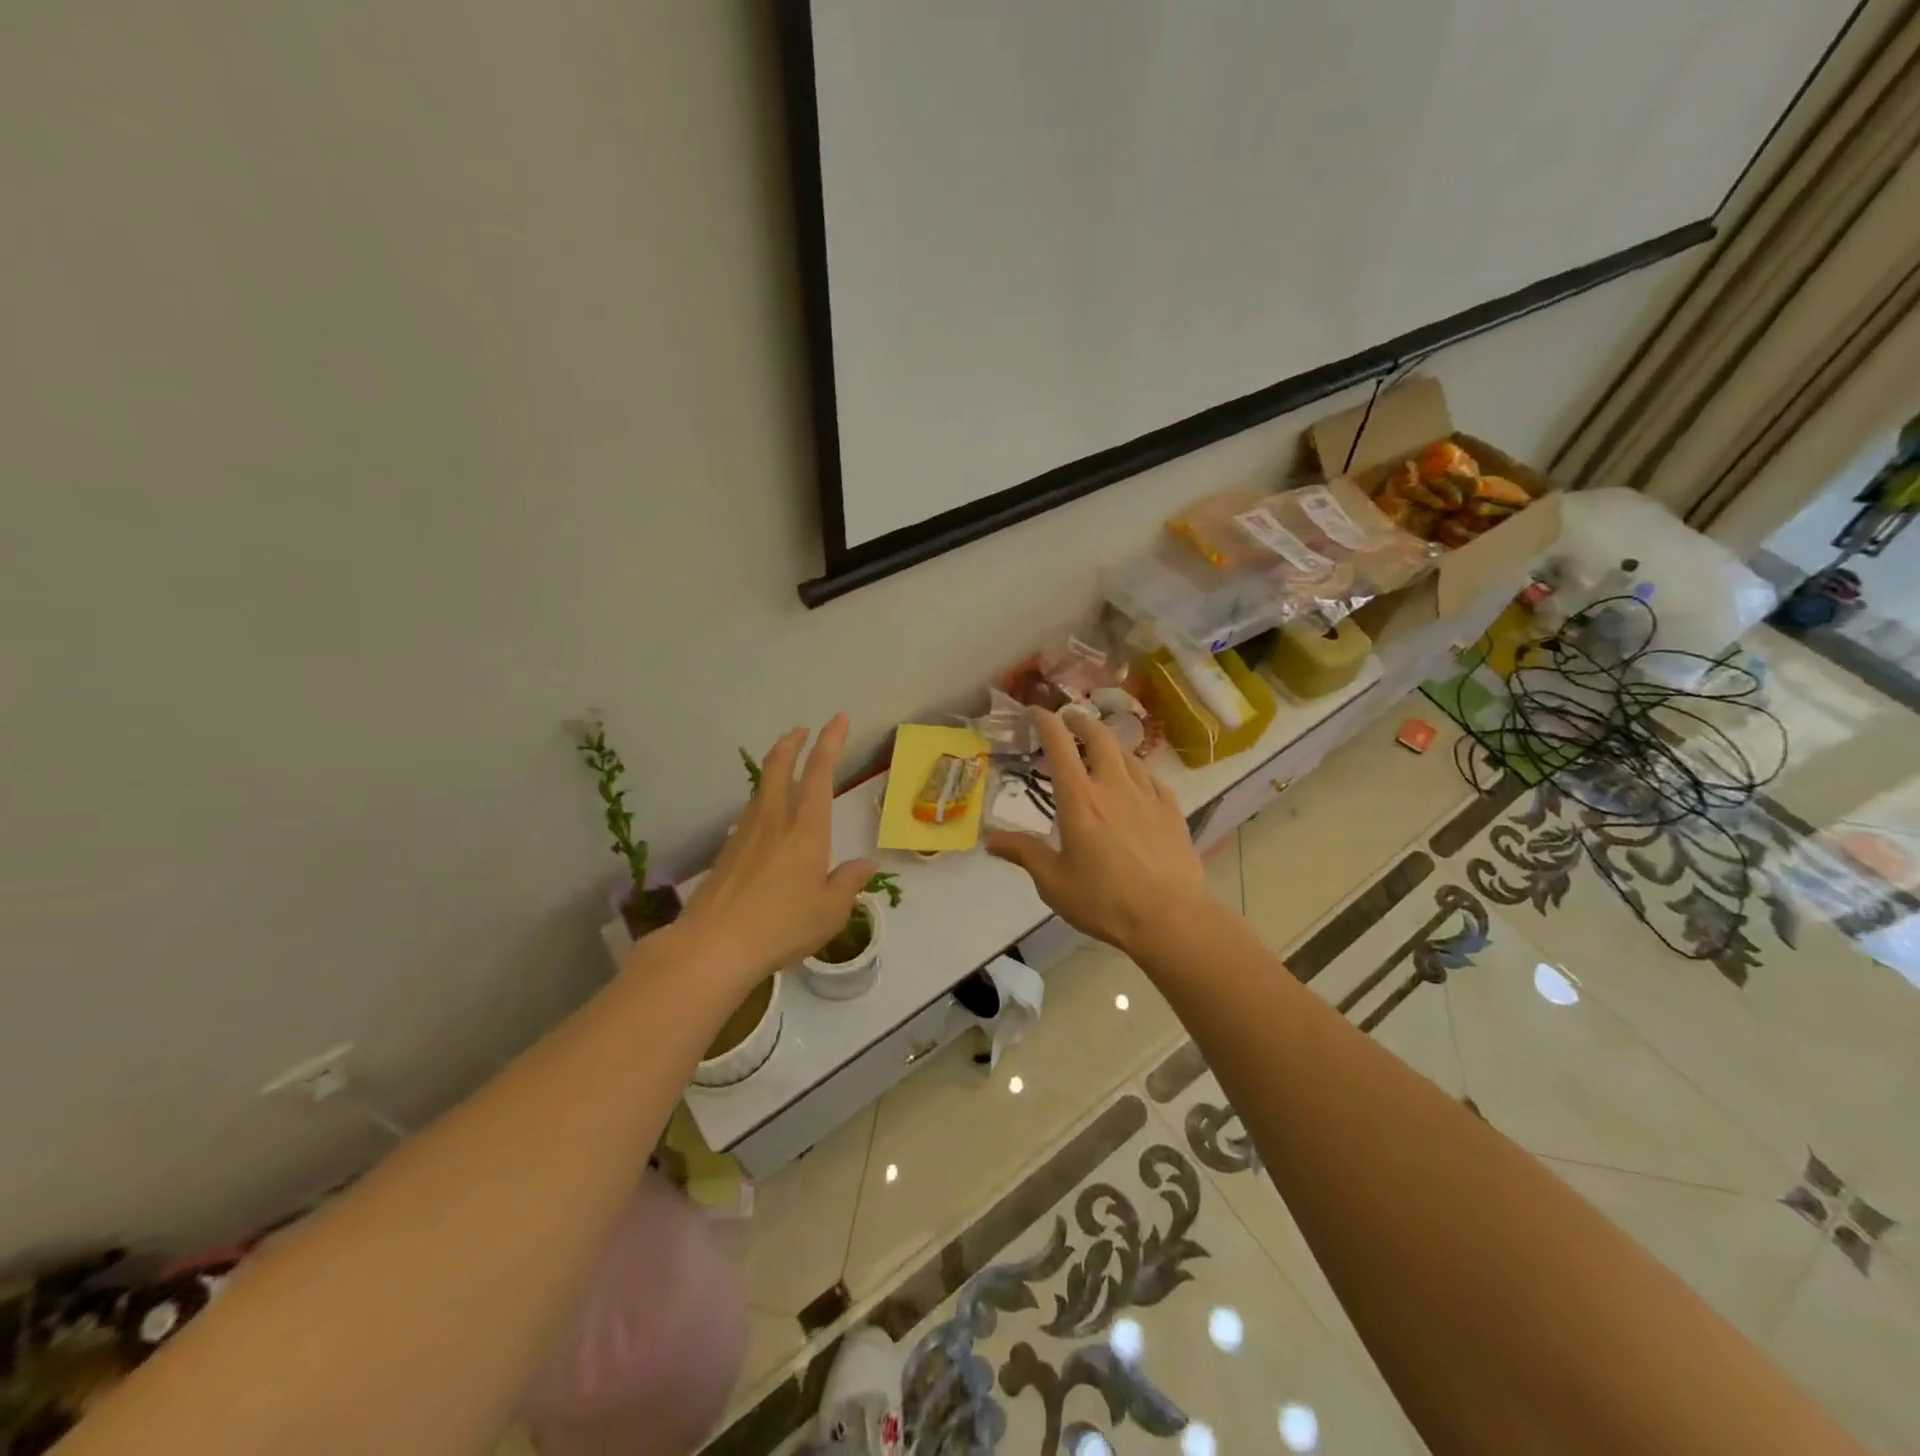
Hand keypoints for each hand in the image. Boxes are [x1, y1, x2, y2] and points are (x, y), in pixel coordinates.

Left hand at [676, 715, 877, 988]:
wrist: (714, 945)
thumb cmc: (782, 926)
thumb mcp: (831, 911)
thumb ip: (849, 882)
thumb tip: (866, 863)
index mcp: (807, 829)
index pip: (820, 773)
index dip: (830, 741)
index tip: (837, 719)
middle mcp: (775, 820)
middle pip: (780, 766)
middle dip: (793, 743)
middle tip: (802, 730)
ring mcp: (746, 833)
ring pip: (762, 786)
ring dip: (775, 767)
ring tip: (785, 764)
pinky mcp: (727, 851)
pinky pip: (750, 812)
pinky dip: (762, 799)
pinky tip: (765, 817)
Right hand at [986, 710, 1210, 954]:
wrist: (1170, 917)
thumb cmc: (1105, 901)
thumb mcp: (1054, 882)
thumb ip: (1024, 854)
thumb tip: (990, 839)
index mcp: (1079, 799)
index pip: (1060, 747)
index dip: (1046, 723)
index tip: (1037, 712)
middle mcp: (1113, 786)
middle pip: (1099, 737)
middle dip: (1082, 721)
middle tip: (1071, 719)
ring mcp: (1147, 795)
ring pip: (1127, 754)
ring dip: (1109, 744)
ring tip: (1100, 750)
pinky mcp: (1171, 810)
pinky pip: (1151, 777)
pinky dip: (1136, 770)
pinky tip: (1135, 781)